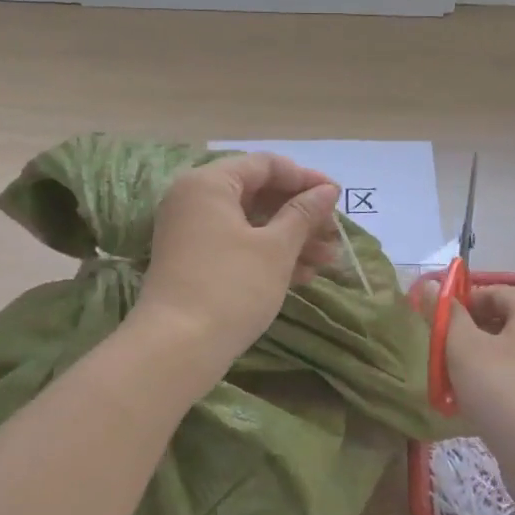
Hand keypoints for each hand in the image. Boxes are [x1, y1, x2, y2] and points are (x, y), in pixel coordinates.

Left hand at [133, 153, 343, 371]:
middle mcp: (195, 200)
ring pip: (251, 223)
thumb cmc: (232, 287)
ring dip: (291, 238)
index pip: (265, 165)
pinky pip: (237, 245)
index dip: (305, 178)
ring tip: (328, 261)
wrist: (177, 349)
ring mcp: (192, 233)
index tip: (337, 198)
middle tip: (334, 234)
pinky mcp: (194, 262)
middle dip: (301, 214)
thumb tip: (327, 190)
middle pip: (258, 194)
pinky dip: (268, 255)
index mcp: (209, 183)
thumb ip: (303, 214)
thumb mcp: (276, 248)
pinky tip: (303, 276)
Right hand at [429, 283, 514, 449]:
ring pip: (503, 357)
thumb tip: (430, 285)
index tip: (432, 326)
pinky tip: (468, 409)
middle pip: (498, 324)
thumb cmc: (505, 391)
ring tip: (447, 387)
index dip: (458, 305)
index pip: (491, 292)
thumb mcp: (465, 348)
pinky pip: (514, 384)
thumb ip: (447, 316)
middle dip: (464, 339)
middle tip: (436, 358)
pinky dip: (491, 390)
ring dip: (473, 367)